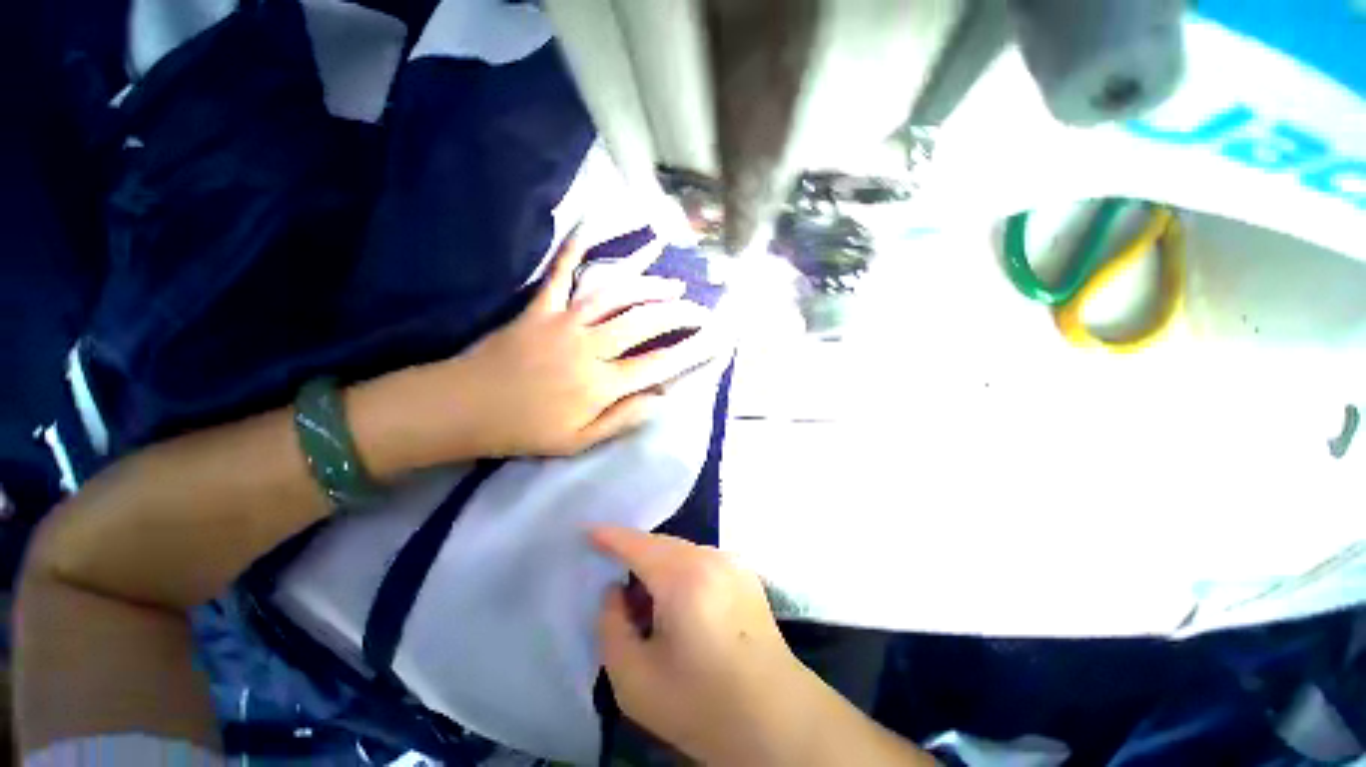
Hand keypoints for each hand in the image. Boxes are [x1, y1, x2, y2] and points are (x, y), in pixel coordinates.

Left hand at [439, 234, 724, 457]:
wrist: (462, 409)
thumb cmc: (524, 430)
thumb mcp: (579, 442)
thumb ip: (623, 419)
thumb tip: (661, 399)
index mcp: (600, 384)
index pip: (658, 364)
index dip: (691, 351)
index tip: (716, 340)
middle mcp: (590, 347)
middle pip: (645, 323)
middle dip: (679, 314)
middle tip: (700, 308)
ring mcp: (564, 321)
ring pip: (617, 294)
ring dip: (650, 284)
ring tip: (673, 282)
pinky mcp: (540, 305)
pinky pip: (561, 269)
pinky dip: (577, 243)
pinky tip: (596, 221)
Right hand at [591, 527, 820, 766]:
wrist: (777, 719)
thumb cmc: (702, 704)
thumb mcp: (635, 680)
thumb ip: (611, 628)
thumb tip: (614, 592)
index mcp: (683, 577)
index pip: (636, 544)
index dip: (609, 536)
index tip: (587, 531)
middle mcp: (710, 557)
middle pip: (660, 544)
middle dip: (634, 557)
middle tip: (617, 587)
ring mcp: (732, 562)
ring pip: (681, 551)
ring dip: (659, 567)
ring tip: (649, 604)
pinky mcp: (745, 573)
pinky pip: (700, 560)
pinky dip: (681, 572)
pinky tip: (681, 606)